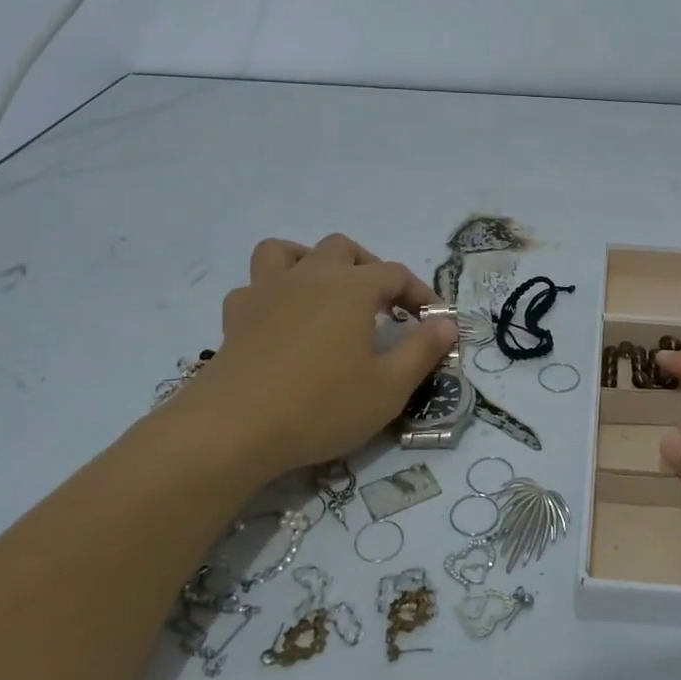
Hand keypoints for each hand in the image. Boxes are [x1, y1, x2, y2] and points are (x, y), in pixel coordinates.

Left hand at [162, 234, 456, 476]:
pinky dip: (272, 293)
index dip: (419, 293)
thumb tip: (447, 323)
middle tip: (382, 306)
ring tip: (326, 293)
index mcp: (351, 289)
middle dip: (369, 269)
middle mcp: (309, 277)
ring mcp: (266, 292)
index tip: (432, 320)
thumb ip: (422, 350)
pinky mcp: (235, 317)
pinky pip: (254, 286)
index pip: (395, 274)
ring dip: (312, 262)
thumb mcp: (389, 387)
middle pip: (344, 249)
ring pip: (287, 251)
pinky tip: (281, 320)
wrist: (233, 430)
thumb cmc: (321, 406)